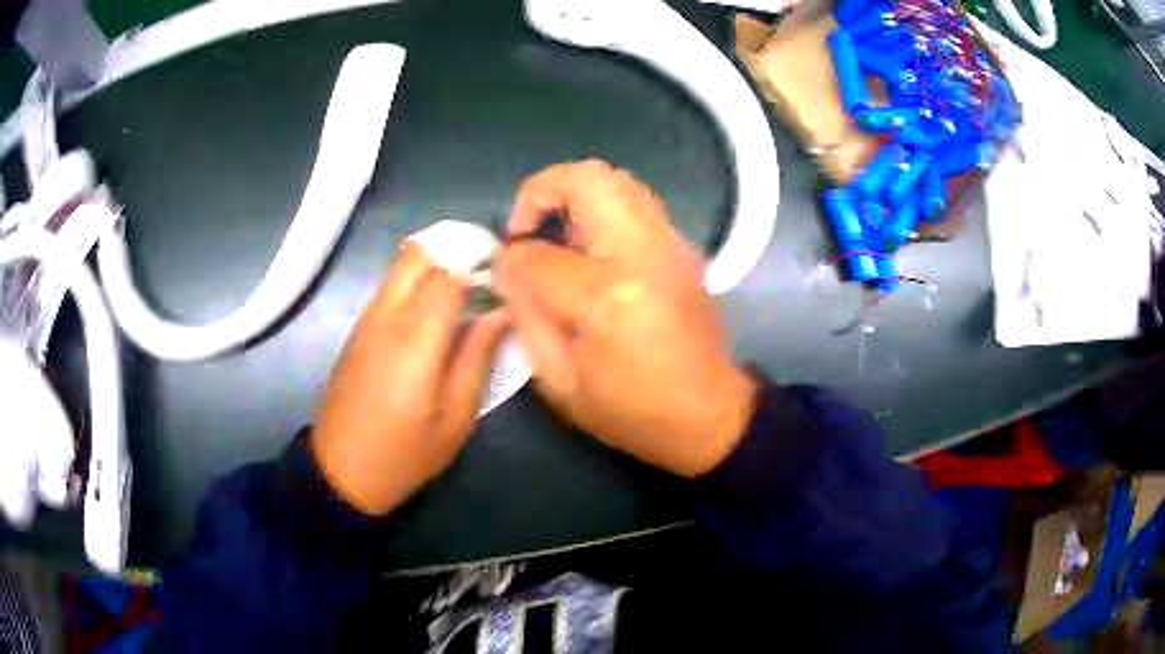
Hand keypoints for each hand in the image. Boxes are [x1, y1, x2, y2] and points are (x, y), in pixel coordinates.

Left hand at [310, 244, 508, 514]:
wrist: (342, 471)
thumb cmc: (406, 452)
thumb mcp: (456, 417)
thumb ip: (478, 357)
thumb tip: (501, 312)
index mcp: (415, 337)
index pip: (449, 273)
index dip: (479, 267)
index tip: (504, 281)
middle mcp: (387, 315)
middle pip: (418, 254)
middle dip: (454, 254)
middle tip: (483, 280)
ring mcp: (367, 320)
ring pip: (402, 267)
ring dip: (434, 268)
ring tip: (463, 298)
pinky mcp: (357, 330)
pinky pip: (390, 289)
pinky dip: (415, 286)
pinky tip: (432, 319)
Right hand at [495, 160, 756, 476]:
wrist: (711, 414)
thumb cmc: (634, 412)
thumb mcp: (561, 385)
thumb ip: (526, 319)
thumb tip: (509, 269)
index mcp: (608, 298)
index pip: (539, 254)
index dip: (510, 259)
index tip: (503, 271)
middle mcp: (643, 255)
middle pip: (587, 181)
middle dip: (540, 190)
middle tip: (525, 227)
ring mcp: (670, 245)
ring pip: (616, 180)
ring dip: (573, 193)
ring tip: (554, 233)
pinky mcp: (683, 248)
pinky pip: (635, 202)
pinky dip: (601, 207)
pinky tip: (588, 247)